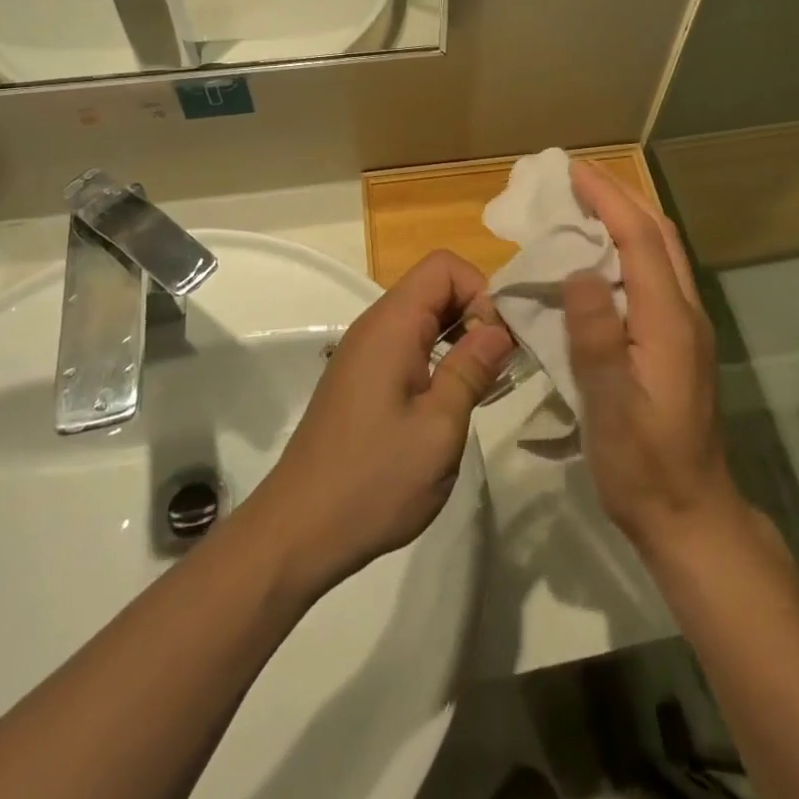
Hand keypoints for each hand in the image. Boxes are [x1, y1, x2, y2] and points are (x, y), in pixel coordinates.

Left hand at [248, 250, 514, 593]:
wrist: (297, 533)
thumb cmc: (374, 480)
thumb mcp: (439, 428)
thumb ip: (471, 369)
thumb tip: (500, 328)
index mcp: (391, 325)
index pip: (444, 266)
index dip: (480, 291)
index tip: (497, 342)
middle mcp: (375, 326)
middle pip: (435, 286)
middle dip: (475, 313)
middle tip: (499, 366)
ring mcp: (365, 353)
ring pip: (424, 317)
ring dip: (459, 338)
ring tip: (482, 385)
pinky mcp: (362, 378)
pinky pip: (408, 344)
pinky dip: (438, 357)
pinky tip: (450, 401)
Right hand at [564, 162, 747, 555]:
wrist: (692, 515)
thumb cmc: (644, 466)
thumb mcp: (611, 406)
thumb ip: (596, 335)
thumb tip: (578, 270)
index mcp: (668, 320)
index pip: (639, 239)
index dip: (607, 199)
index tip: (571, 170)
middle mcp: (685, 312)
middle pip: (658, 233)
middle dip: (619, 195)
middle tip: (576, 175)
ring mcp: (687, 326)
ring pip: (661, 251)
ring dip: (627, 216)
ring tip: (586, 202)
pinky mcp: (680, 341)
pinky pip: (656, 273)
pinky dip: (630, 245)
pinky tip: (602, 256)